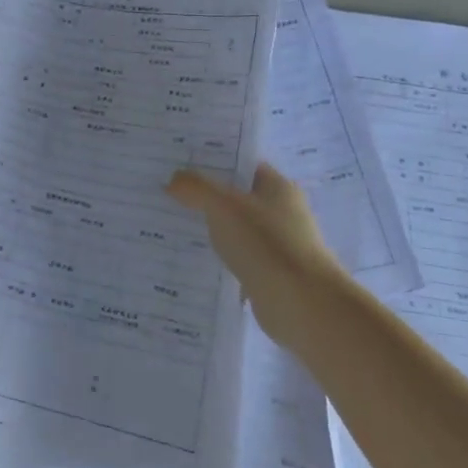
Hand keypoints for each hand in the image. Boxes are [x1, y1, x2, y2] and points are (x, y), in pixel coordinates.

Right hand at [167, 163, 348, 347]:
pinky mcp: (269, 274)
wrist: (303, 305)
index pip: (241, 165)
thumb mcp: (224, 206)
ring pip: (234, 229)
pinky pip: (236, 258)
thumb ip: (196, 187)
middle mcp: (282, 212)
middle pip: (236, 197)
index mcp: (278, 188)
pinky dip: (217, 258)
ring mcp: (277, 245)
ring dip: (209, 229)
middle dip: (203, 196)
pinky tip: (189, 259)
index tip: (178, 163)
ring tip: (169, 225)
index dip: (211, 161)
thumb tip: (174, 179)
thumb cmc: (267, 245)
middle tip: (165, 193)